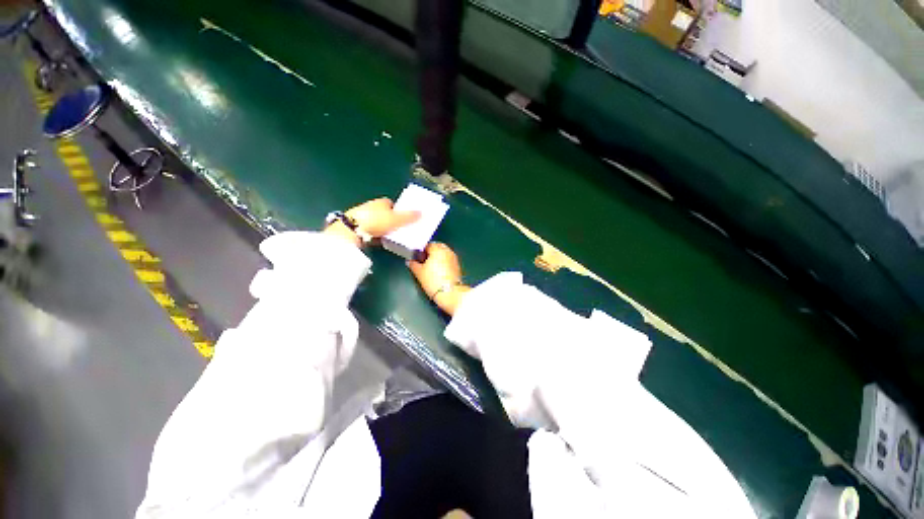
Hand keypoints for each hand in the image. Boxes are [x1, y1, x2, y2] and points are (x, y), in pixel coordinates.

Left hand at [324, 197, 419, 246]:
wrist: (353, 230)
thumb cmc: (376, 221)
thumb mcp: (397, 220)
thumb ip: (409, 217)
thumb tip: (422, 213)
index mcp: (381, 202)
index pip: (392, 204)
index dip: (399, 211)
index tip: (405, 219)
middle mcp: (372, 206)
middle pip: (385, 213)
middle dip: (391, 219)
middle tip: (399, 228)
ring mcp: (363, 217)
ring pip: (377, 222)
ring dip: (383, 227)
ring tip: (390, 236)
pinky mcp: (357, 227)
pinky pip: (371, 230)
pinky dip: (375, 234)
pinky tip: (379, 240)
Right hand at [408, 243, 470, 315]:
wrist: (450, 293)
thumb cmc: (433, 281)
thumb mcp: (419, 273)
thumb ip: (413, 264)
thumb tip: (410, 261)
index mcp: (438, 249)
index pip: (428, 245)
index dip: (421, 251)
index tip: (417, 258)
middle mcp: (447, 251)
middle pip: (437, 247)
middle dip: (431, 253)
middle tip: (424, 262)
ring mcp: (454, 258)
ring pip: (444, 253)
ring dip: (438, 257)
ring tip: (431, 268)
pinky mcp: (457, 266)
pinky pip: (448, 260)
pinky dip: (443, 263)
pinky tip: (439, 272)